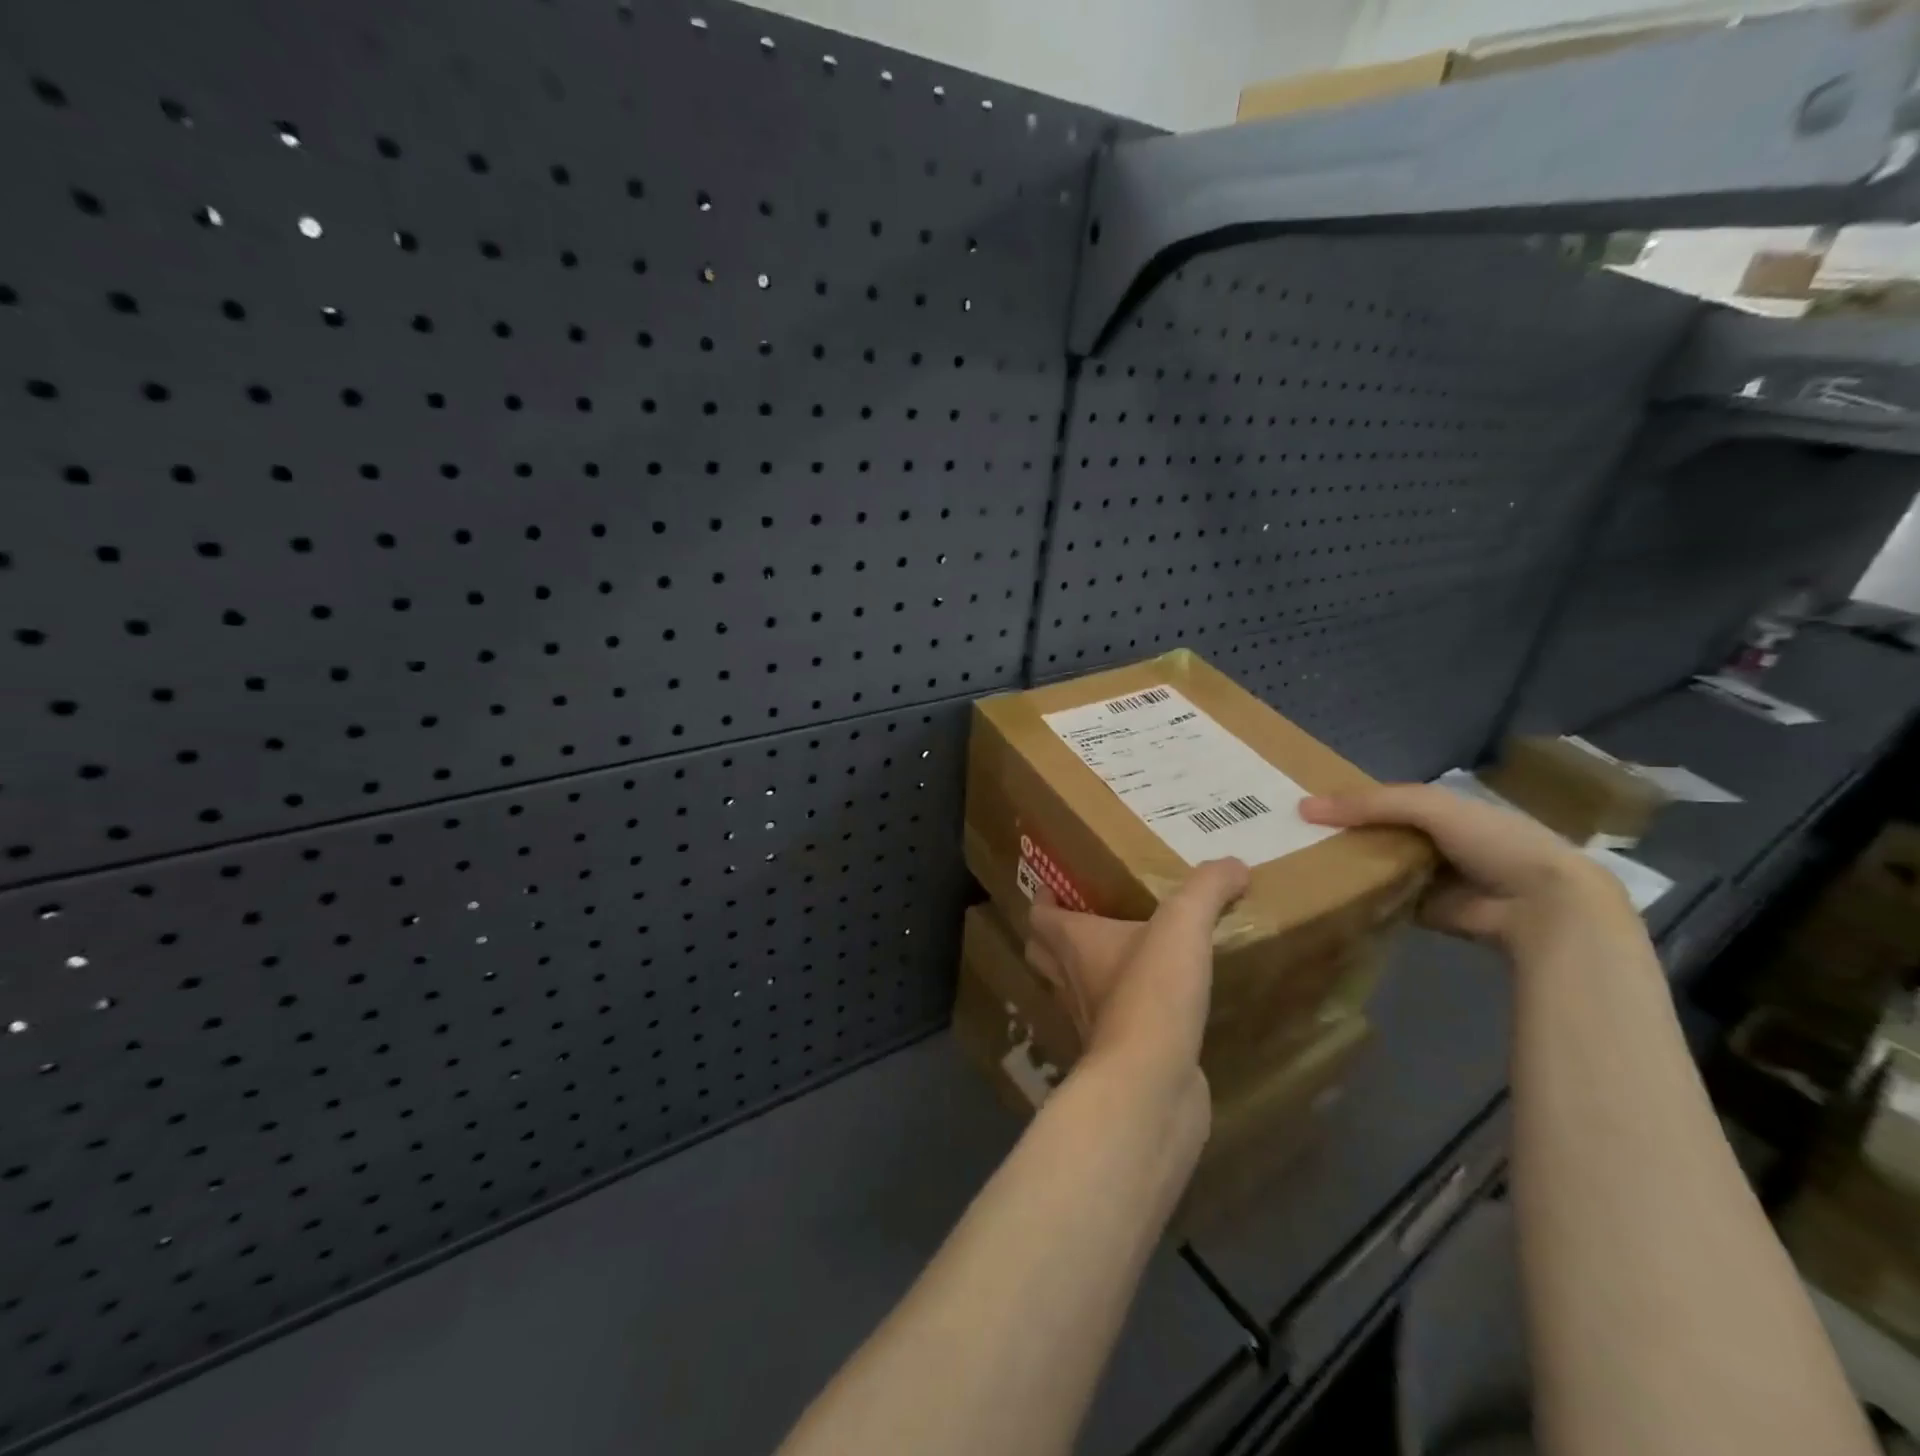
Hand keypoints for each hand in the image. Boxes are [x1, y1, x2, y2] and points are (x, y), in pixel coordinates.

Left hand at [1023, 860, 1249, 1094]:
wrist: (1151, 1086)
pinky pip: (1110, 1026)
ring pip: (1073, 991)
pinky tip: (1153, 1006)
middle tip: (1086, 917)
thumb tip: (1234, 864)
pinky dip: (1121, 1012)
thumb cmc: (1152, 993)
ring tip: (1120, 957)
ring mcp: (1091, 1024)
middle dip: (1055, 936)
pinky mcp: (1117, 1057)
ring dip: (1085, 974)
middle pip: (1044, 954)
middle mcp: (1072, 982)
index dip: (1044, 899)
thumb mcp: (1184, 925)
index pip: (1040, 916)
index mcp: (1074, 944)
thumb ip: (1207, 889)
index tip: (1056, 885)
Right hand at [1300, 784, 1636, 953]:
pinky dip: (1362, 896)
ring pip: (1378, 865)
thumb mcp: (1428, 806)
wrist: (1541, 904)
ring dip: (1349, 865)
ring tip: (1299, 861)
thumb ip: (1370, 803)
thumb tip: (1303, 807)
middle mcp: (1434, 840)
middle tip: (1292, 835)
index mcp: (1441, 809)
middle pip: (1377, 833)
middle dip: (1341, 833)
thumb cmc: (1491, 841)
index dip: (1348, 800)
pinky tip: (1326, 891)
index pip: (1383, 800)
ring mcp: (1431, 877)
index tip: (1305, 805)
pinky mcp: (1426, 911)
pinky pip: (1384, 898)